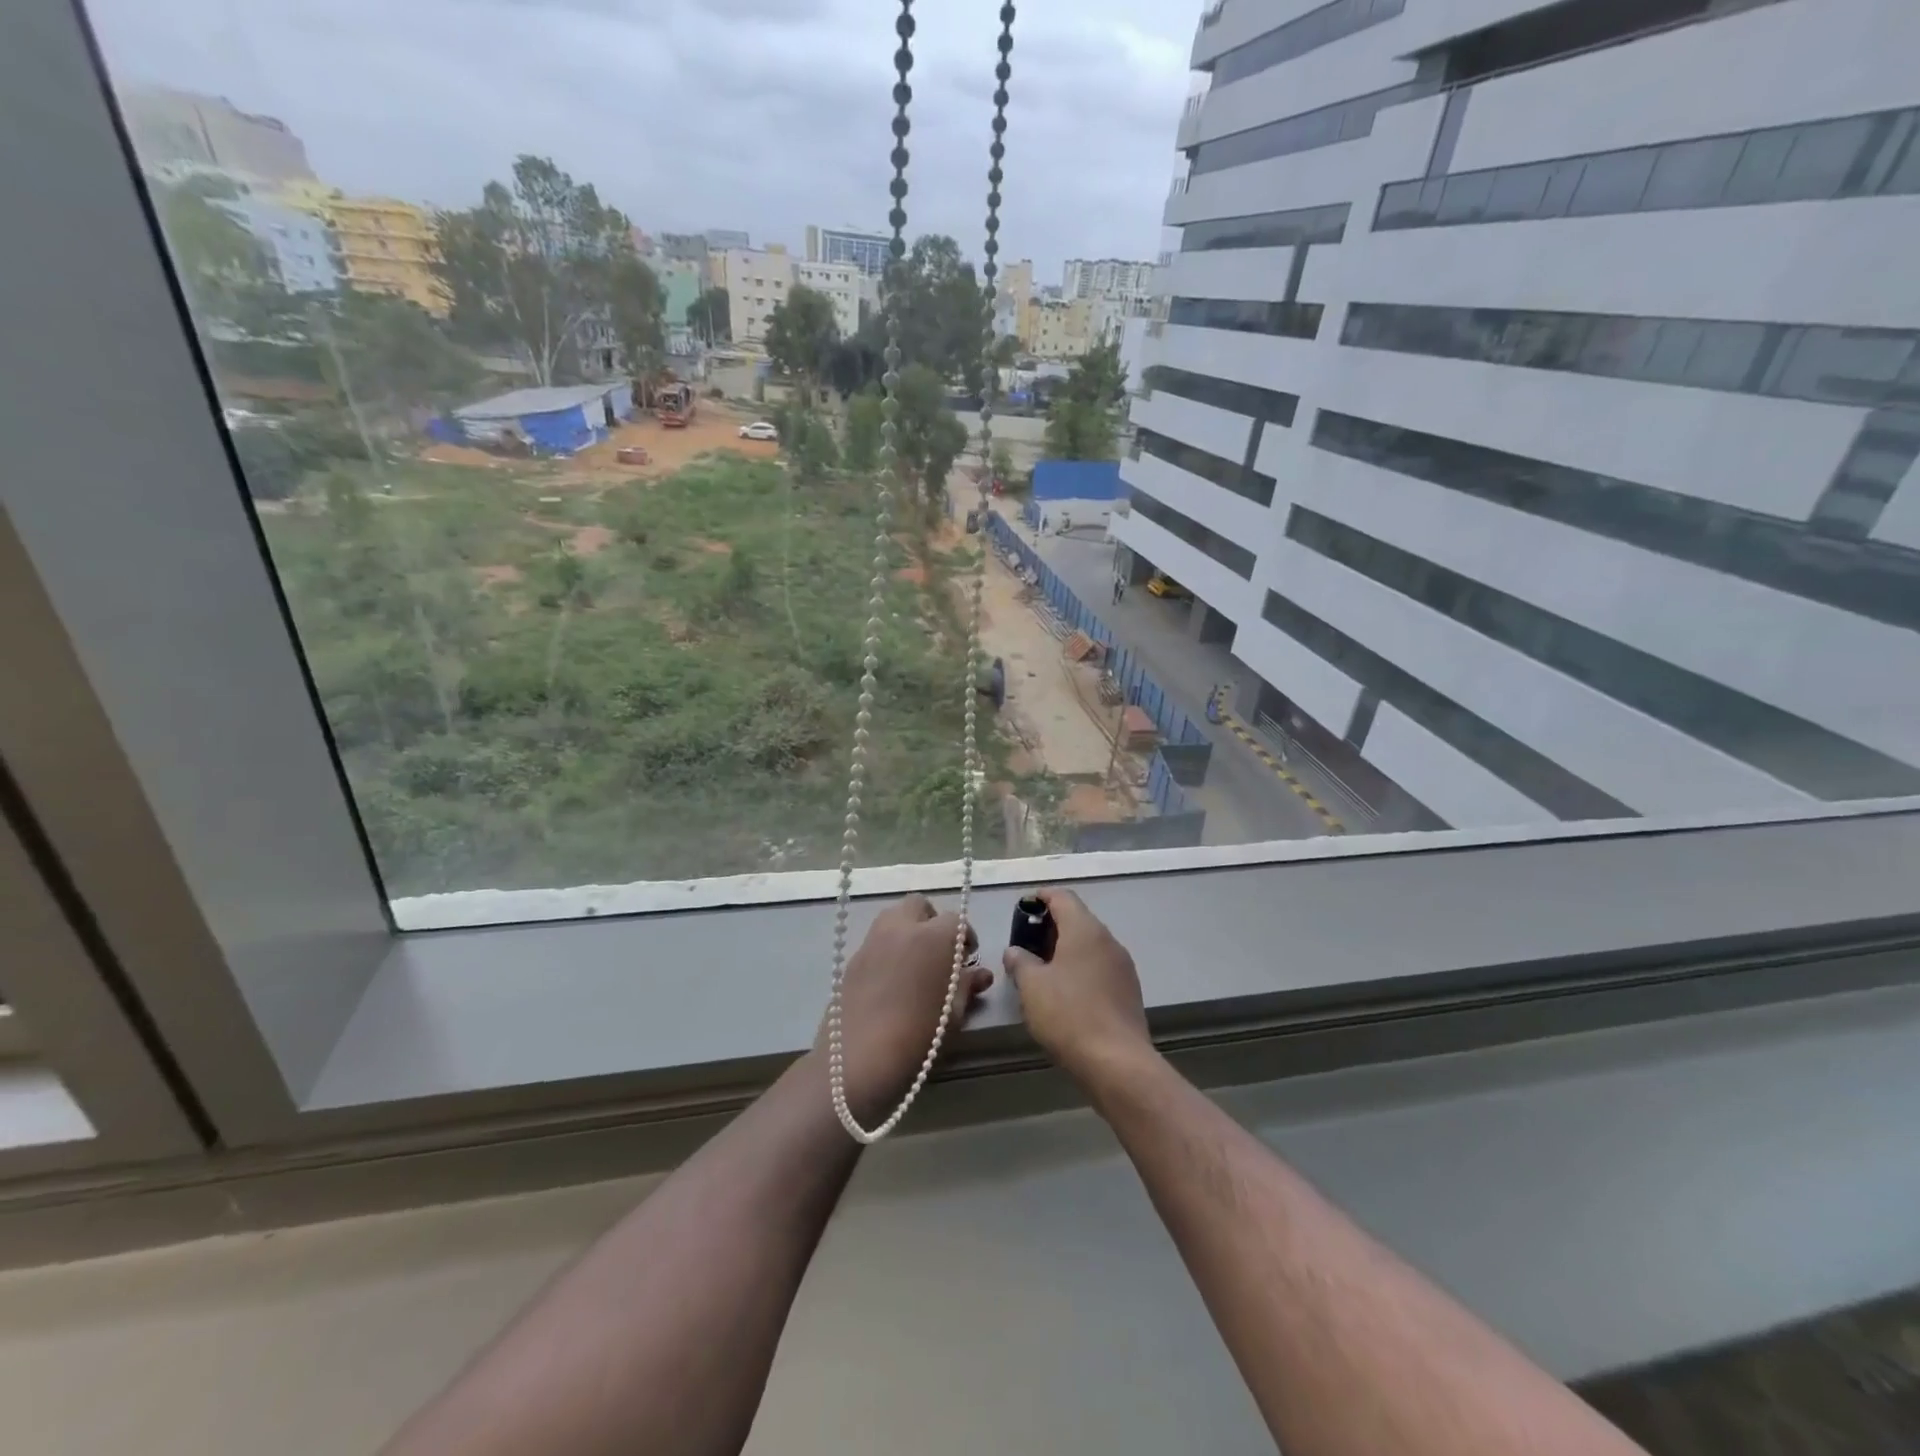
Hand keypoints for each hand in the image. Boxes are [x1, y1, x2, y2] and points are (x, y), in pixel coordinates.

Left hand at [821, 894, 991, 1125]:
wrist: (858, 1060)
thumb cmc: (920, 1037)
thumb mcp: (954, 1015)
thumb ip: (967, 986)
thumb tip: (980, 974)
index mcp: (935, 936)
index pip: (957, 921)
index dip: (965, 937)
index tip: (967, 958)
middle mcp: (902, 928)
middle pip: (919, 905)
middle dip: (932, 921)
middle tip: (939, 952)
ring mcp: (873, 940)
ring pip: (893, 917)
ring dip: (908, 929)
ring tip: (915, 963)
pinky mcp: (852, 959)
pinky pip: (875, 941)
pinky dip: (888, 949)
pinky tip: (891, 981)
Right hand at [1002, 887, 1153, 1090]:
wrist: (1117, 1062)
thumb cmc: (1068, 1014)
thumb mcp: (1031, 986)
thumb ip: (1020, 962)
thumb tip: (1015, 951)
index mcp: (1084, 929)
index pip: (1063, 897)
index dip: (1041, 897)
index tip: (1023, 908)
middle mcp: (1108, 940)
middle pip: (1078, 919)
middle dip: (1052, 926)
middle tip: (1027, 943)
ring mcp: (1123, 965)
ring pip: (1090, 945)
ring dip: (1067, 949)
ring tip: (1043, 969)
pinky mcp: (1129, 990)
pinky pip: (1100, 967)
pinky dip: (1081, 968)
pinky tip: (1067, 992)